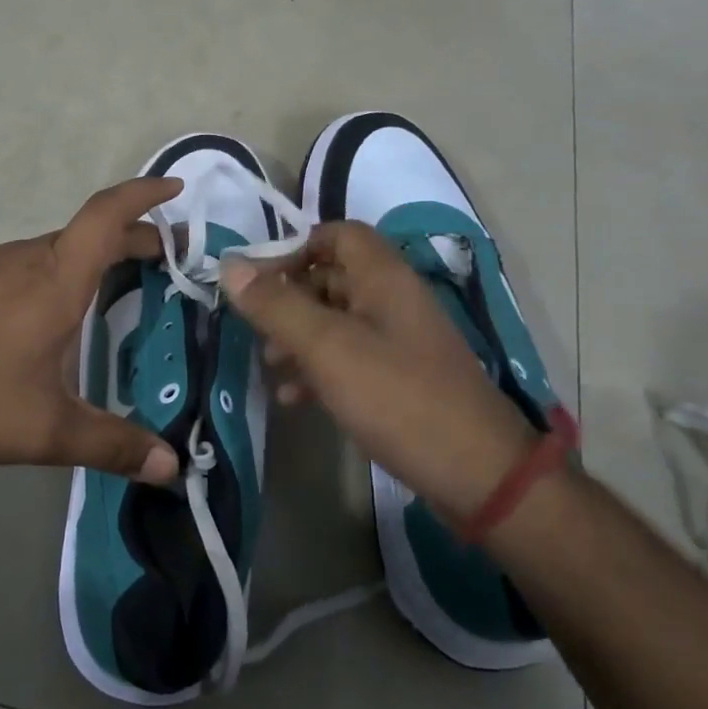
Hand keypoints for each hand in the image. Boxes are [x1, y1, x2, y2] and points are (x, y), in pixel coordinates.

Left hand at [0, 178, 182, 483]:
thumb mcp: (46, 428)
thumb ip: (112, 445)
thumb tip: (172, 466)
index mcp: (58, 276)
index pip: (109, 214)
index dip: (145, 195)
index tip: (177, 190)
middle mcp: (29, 258)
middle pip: (92, 230)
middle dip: (136, 237)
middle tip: (169, 261)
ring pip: (60, 247)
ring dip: (99, 255)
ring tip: (123, 286)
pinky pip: (33, 263)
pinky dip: (65, 270)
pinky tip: (58, 313)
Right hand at [221, 222, 535, 513]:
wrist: (478, 474)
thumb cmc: (397, 397)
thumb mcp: (327, 348)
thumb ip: (277, 305)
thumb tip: (229, 265)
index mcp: (383, 277)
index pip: (337, 234)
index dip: (295, 248)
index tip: (259, 281)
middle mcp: (394, 299)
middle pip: (333, 277)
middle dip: (289, 297)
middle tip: (255, 327)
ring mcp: (400, 341)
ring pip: (338, 320)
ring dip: (299, 336)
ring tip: (269, 364)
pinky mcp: (402, 378)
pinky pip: (351, 357)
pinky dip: (319, 369)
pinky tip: (294, 398)